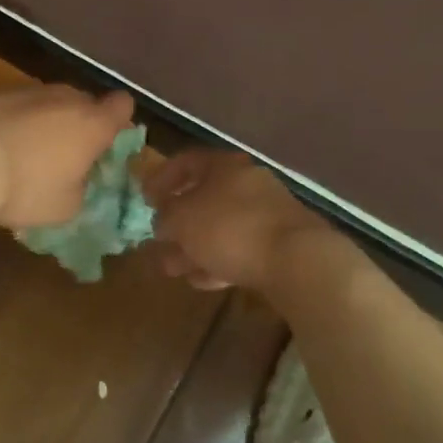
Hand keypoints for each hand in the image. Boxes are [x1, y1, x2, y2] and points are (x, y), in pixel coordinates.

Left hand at [0, 84, 135, 228]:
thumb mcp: (63, 207)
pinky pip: (8, 105)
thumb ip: (78, 190)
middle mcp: (62, 97)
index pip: (122, 107)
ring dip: (38, 122)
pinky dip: (5, 121)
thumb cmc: (23, 186)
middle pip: (81, 102)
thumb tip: (74, 181)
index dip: (118, 121)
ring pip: (42, 102)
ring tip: (18, 154)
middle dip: (75, 124)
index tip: (107, 141)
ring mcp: (23, 89)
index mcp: (90, 124)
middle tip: (62, 155)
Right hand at [143, 150, 325, 290]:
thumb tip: (162, 221)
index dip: (161, 178)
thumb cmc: (230, 229)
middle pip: (204, 198)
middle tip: (157, 240)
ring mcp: (267, 214)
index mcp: (224, 166)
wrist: (298, 261)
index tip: (144, 198)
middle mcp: (247, 183)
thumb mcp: (182, 219)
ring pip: (220, 227)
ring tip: (173, 269)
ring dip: (194, 247)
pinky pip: (241, 249)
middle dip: (178, 222)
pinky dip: (219, 261)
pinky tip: (203, 281)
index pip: (186, 162)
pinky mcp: (280, 245)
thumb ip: (165, 217)